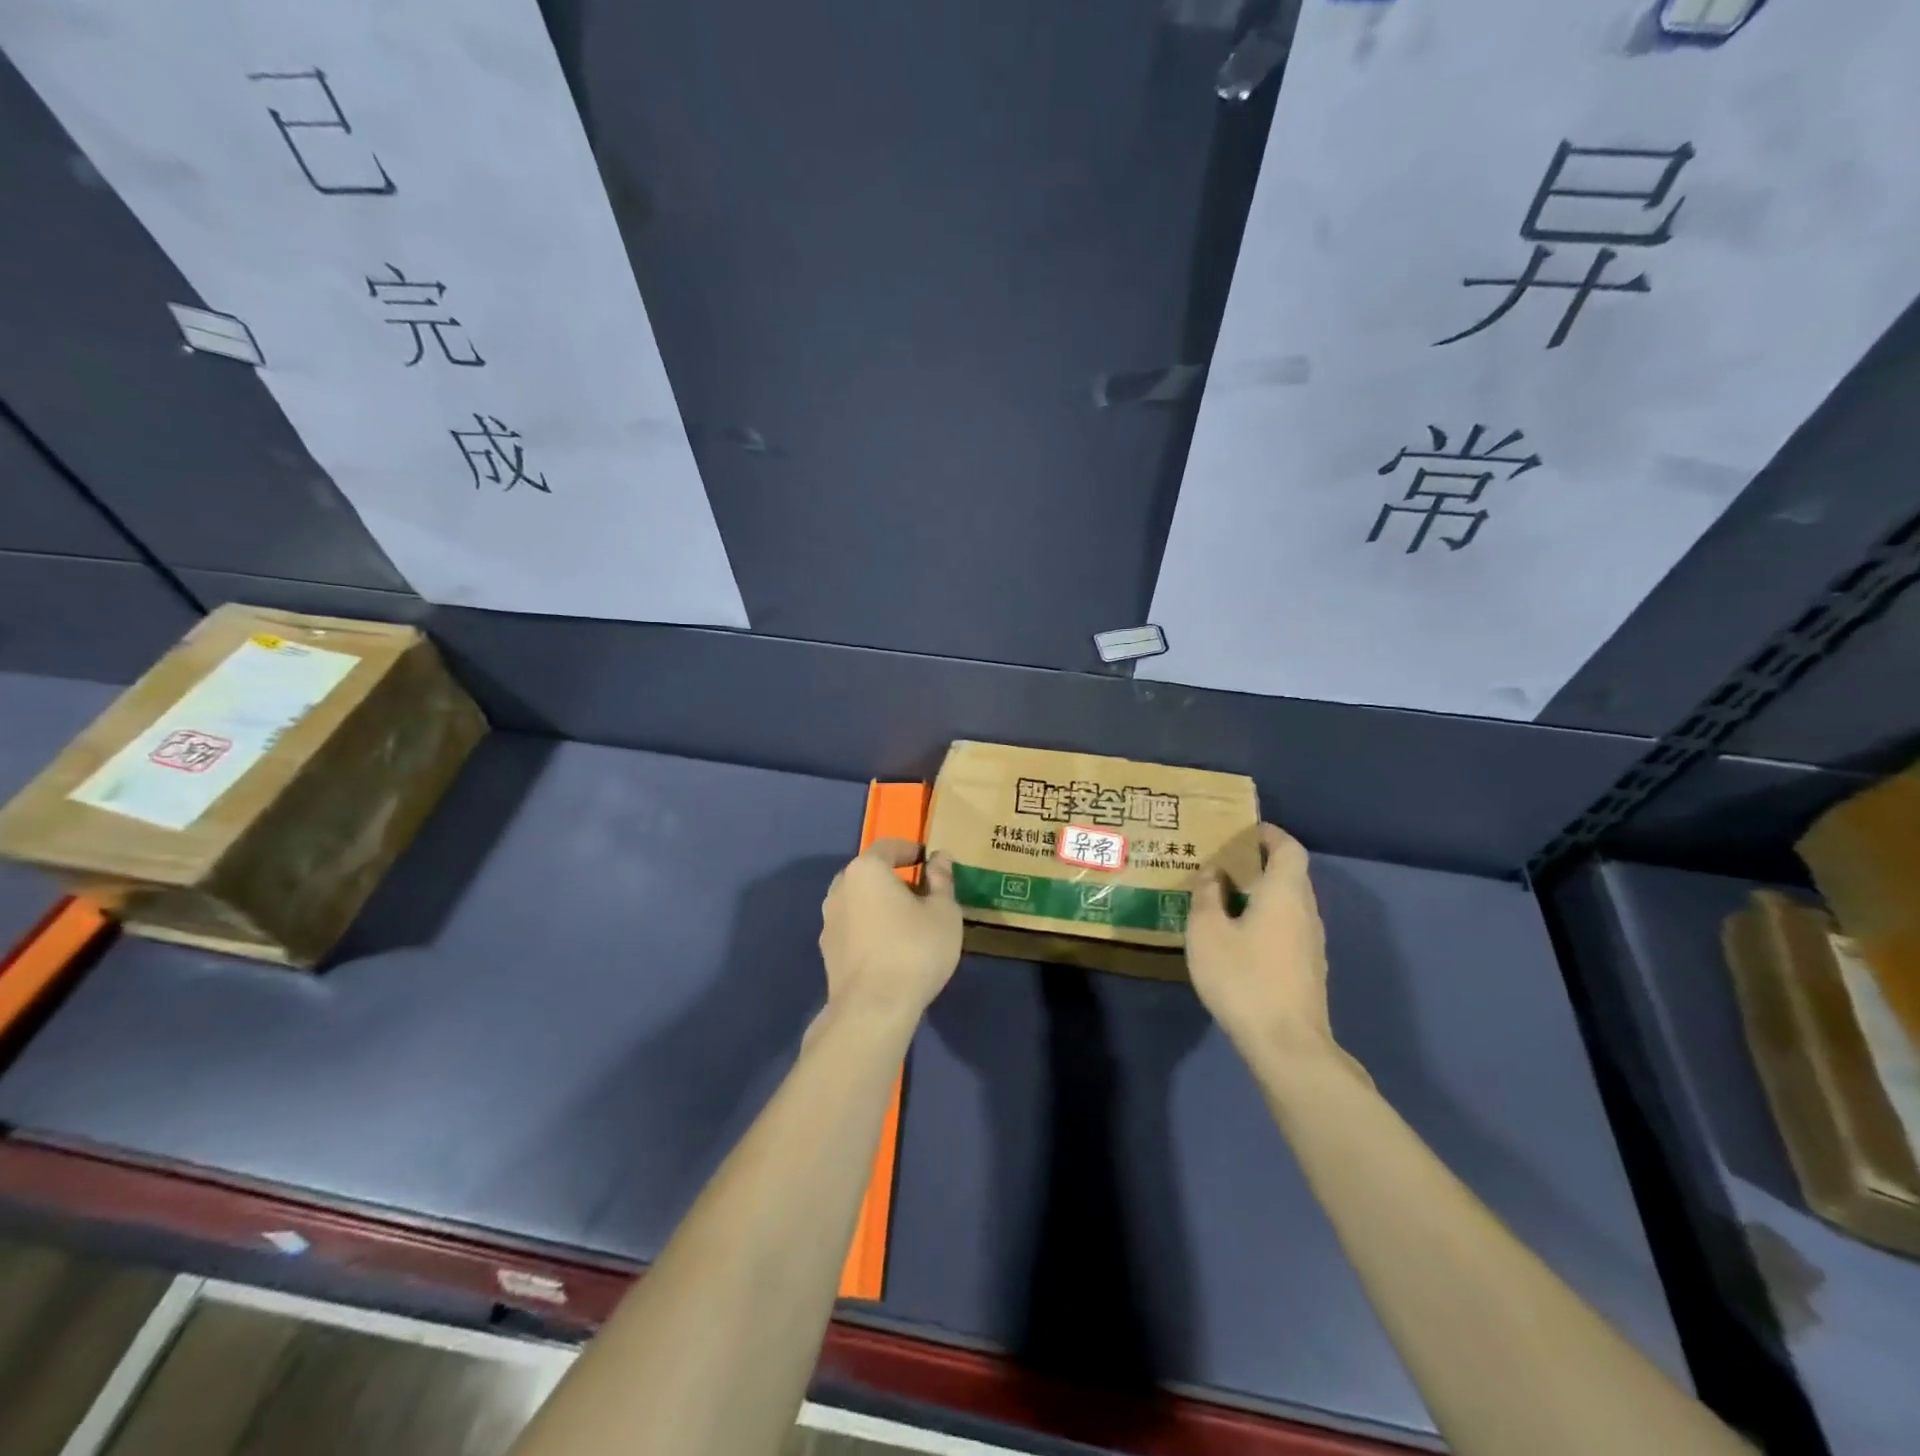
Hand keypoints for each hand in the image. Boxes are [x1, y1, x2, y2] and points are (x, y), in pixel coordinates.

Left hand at [818, 839, 962, 1030]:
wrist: (872, 1008)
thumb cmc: (914, 950)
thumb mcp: (944, 912)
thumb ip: (942, 880)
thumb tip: (940, 858)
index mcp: (866, 870)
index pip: (888, 847)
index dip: (911, 849)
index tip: (929, 860)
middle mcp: (840, 888)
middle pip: (870, 873)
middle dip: (895, 878)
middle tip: (923, 893)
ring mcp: (829, 921)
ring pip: (860, 901)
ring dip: (881, 904)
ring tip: (908, 922)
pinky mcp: (828, 950)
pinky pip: (854, 926)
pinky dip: (871, 927)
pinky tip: (890, 947)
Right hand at [1186, 823, 1337, 1063]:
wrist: (1287, 1045)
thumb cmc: (1243, 978)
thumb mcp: (1207, 932)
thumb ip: (1207, 895)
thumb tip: (1213, 872)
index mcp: (1285, 893)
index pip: (1289, 848)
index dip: (1269, 835)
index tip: (1243, 831)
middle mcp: (1306, 911)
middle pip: (1290, 875)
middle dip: (1260, 863)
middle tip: (1223, 863)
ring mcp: (1312, 943)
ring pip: (1289, 904)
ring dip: (1262, 894)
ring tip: (1225, 898)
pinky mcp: (1308, 969)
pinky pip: (1288, 928)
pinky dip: (1266, 919)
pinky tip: (1238, 936)